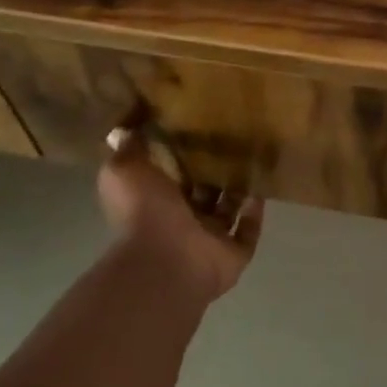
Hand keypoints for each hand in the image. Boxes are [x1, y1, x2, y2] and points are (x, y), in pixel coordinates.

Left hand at [97, 127, 263, 304]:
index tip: (196, 125)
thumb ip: (128, 148)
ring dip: (238, 188)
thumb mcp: (123, 169)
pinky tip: (263, 186)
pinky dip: (255, 212)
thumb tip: (125, 130)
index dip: (181, 152)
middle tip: (233, 137)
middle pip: (201, 191)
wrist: (165, 261)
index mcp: (153, 200)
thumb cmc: (143, 211)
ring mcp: (208, 239)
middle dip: (214, 169)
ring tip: (254, 156)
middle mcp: (180, 220)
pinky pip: (248, 230)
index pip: (169, 173)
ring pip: (227, 209)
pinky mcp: (232, 254)